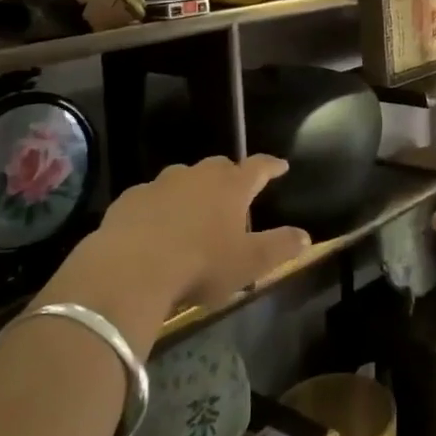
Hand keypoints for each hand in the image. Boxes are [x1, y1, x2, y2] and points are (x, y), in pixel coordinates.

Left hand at [39, 157, 310, 344]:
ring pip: (182, 179)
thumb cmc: (200, 264)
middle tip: (234, 192)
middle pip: (219, 167)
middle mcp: (197, 176)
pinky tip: (154, 227)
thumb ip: (279, 247)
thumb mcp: (249, 263)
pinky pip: (150, 197)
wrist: (129, 269)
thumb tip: (306, 236)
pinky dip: (158, 207)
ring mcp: (160, 184)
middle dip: (229, 176)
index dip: (271, 166)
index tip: (281, 165)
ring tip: (193, 212)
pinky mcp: (129, 199)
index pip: (258, 167)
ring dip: (191, 190)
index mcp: (231, 186)